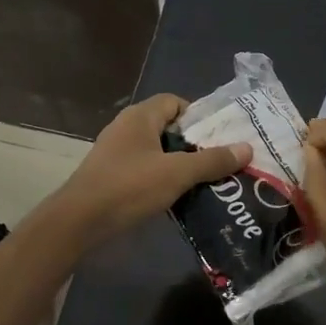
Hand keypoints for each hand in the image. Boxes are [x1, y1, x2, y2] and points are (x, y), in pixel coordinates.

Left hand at [47, 93, 248, 248]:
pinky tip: (178, 198)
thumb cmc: (129, 187)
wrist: (79, 222)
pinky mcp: (111, 176)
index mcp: (140, 117)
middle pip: (168, 127)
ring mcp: (116, 153)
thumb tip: (247, 148)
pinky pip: (144, 170)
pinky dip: (162, 179)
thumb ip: (212, 161)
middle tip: (220, 162)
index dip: (199, 117)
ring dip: (179, 165)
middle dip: (194, 144)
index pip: (175, 102)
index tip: (219, 139)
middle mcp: (126, 128)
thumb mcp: (177, 173)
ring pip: (157, 151)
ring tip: (205, 182)